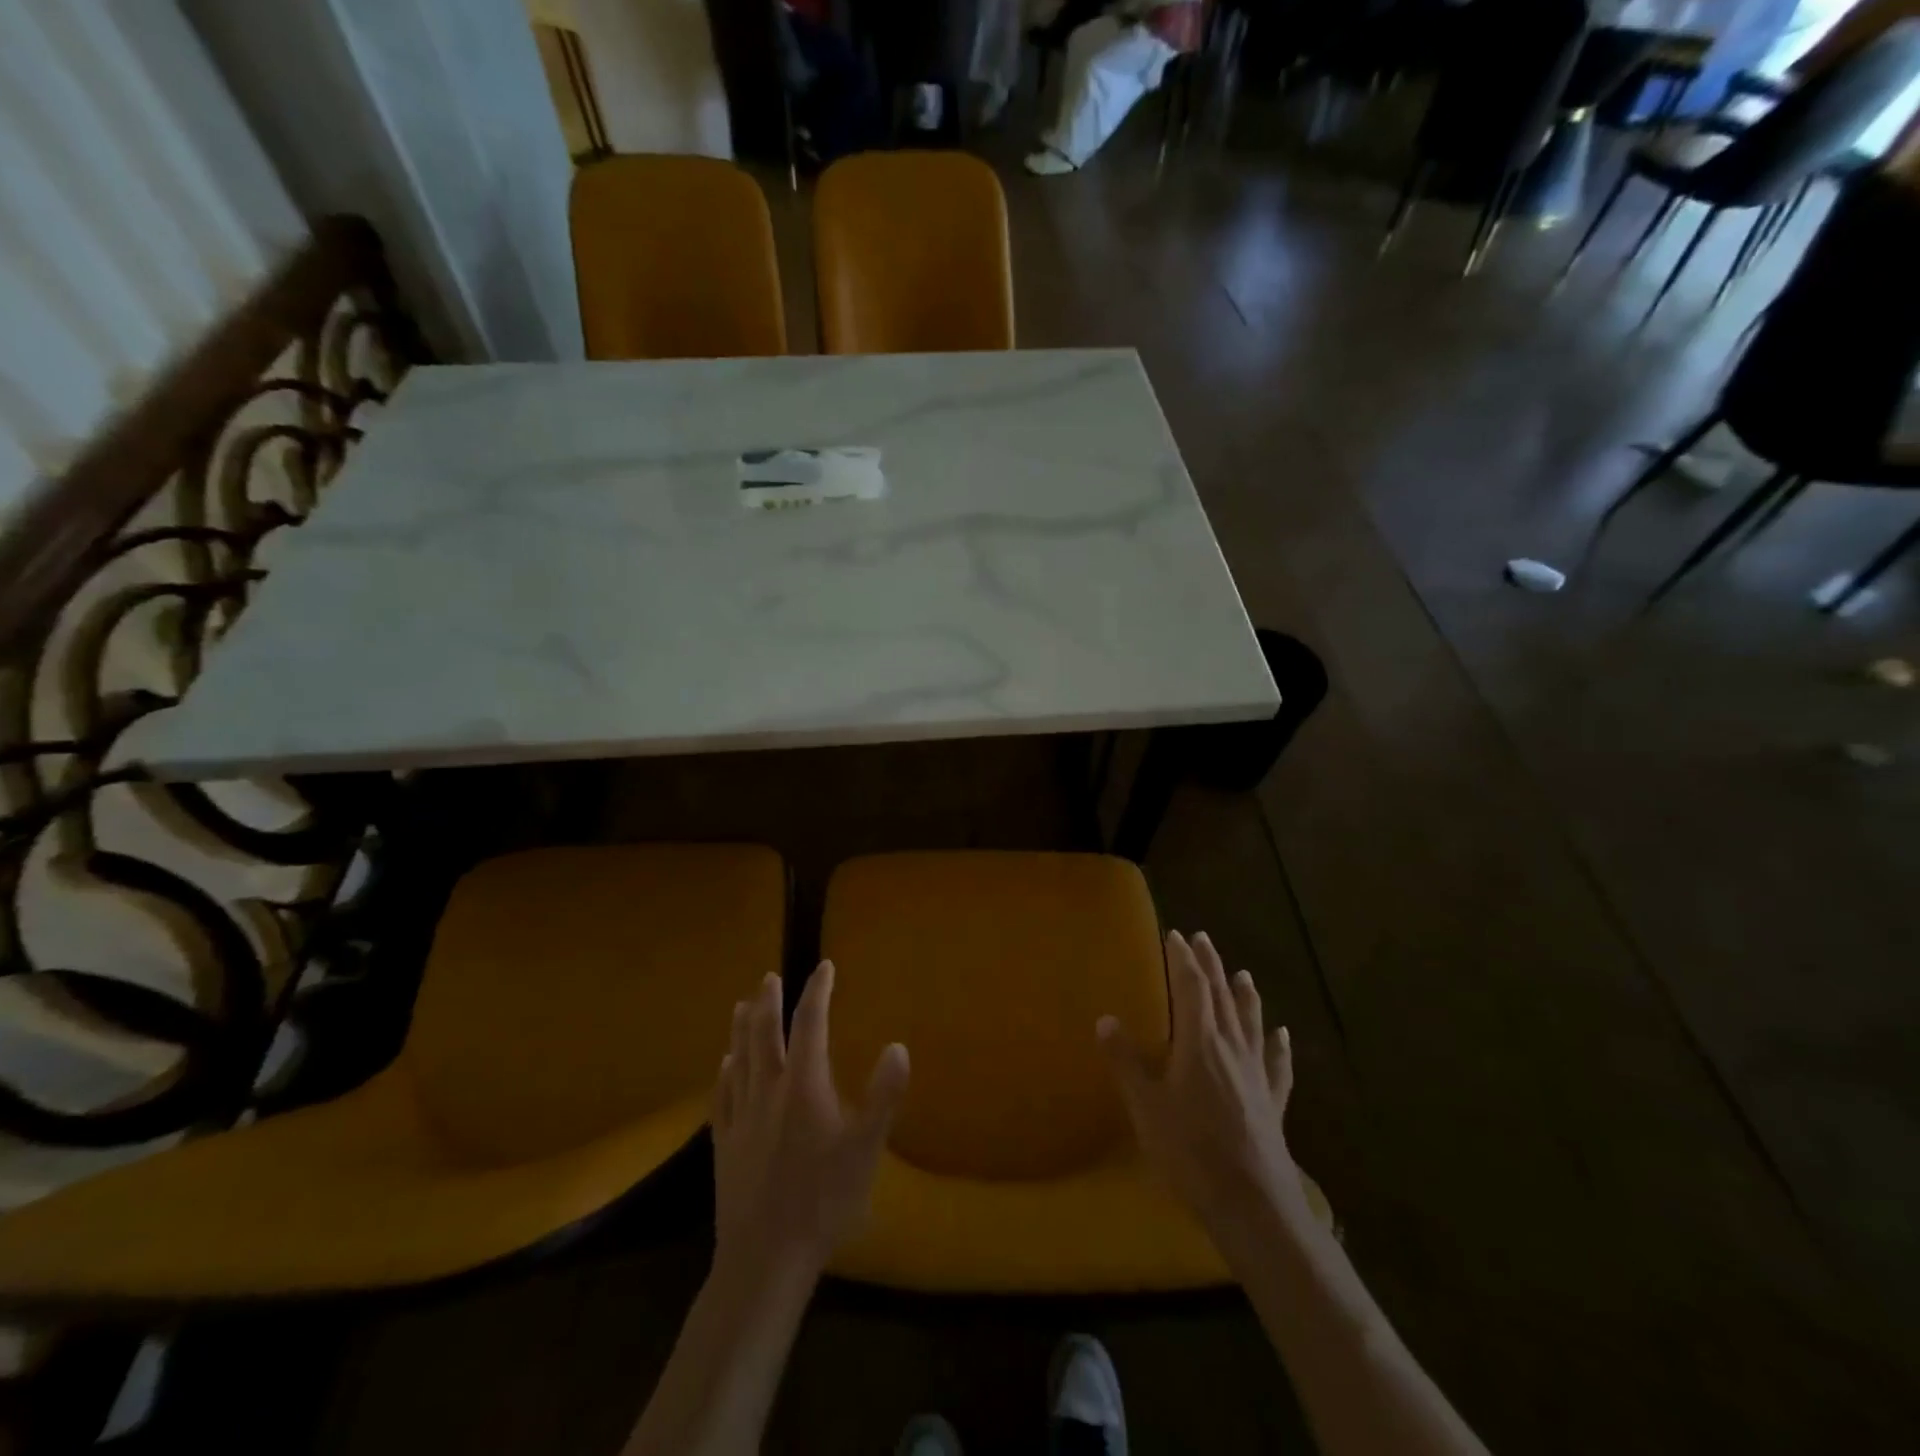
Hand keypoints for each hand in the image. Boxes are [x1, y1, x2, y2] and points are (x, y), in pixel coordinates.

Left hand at [713, 963, 909, 1281]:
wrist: (764, 1258)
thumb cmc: (822, 1201)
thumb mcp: (866, 1148)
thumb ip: (884, 1095)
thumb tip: (898, 1045)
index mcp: (804, 1085)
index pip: (810, 1023)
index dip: (817, 992)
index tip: (824, 967)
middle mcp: (767, 1090)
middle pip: (764, 1034)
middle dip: (769, 1002)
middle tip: (770, 977)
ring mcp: (740, 1116)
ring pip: (738, 1058)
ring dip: (741, 1028)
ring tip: (741, 1005)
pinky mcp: (723, 1143)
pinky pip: (721, 1095)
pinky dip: (724, 1072)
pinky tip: (725, 1065)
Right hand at [1098, 930, 1310, 1244]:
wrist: (1254, 1205)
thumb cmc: (1191, 1152)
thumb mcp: (1146, 1107)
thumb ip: (1126, 1062)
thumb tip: (1105, 1018)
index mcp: (1199, 1042)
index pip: (1191, 987)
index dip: (1182, 959)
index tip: (1175, 935)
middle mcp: (1231, 1048)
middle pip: (1222, 996)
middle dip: (1210, 965)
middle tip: (1203, 938)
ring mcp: (1256, 1074)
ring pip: (1251, 1023)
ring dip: (1245, 995)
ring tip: (1243, 973)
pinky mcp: (1272, 1102)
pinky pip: (1277, 1065)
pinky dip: (1279, 1046)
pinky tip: (1282, 1035)